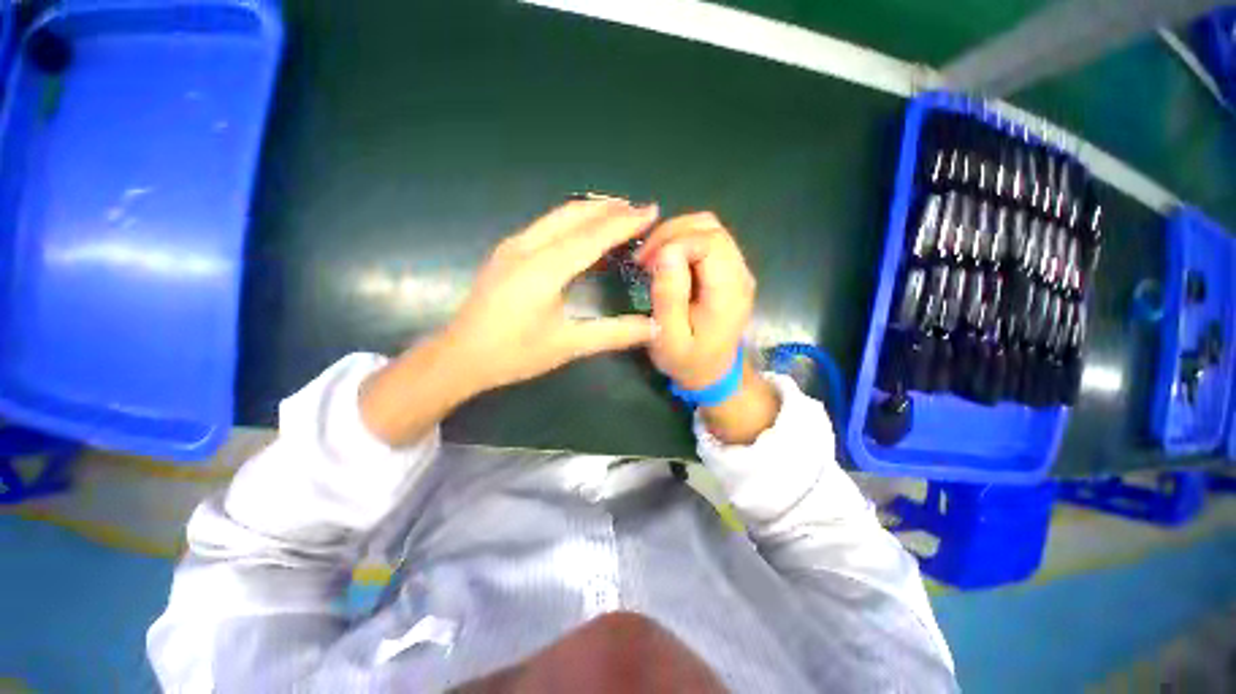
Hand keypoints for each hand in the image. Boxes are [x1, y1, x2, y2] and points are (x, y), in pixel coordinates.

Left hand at [444, 198, 660, 393]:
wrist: (459, 357)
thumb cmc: (514, 354)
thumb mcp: (568, 346)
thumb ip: (614, 334)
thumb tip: (654, 327)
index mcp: (543, 269)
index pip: (592, 236)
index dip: (624, 222)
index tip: (651, 210)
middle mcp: (526, 247)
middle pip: (573, 215)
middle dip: (608, 208)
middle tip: (638, 208)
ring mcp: (512, 247)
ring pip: (557, 216)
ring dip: (589, 211)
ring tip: (617, 214)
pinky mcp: (506, 253)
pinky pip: (545, 226)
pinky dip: (571, 222)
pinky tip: (582, 232)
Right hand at [636, 212, 755, 388]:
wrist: (712, 373)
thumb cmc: (688, 360)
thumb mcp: (669, 337)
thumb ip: (669, 297)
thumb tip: (666, 253)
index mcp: (728, 291)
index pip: (707, 242)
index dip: (672, 243)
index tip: (645, 263)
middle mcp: (740, 274)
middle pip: (710, 228)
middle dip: (671, 233)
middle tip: (644, 258)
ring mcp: (737, 270)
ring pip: (709, 228)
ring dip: (675, 235)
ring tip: (652, 258)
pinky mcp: (728, 271)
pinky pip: (707, 241)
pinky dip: (682, 241)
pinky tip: (665, 260)